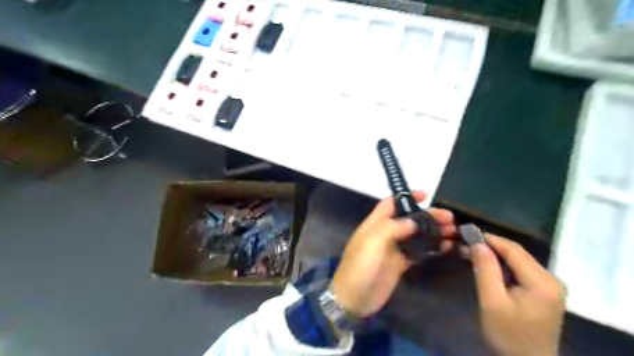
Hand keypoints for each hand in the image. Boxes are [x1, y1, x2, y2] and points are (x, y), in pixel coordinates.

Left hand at [332, 193, 455, 318]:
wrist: (354, 299)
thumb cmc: (360, 266)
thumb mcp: (372, 242)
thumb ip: (392, 227)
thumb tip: (414, 220)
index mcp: (375, 224)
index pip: (390, 203)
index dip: (406, 196)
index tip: (427, 195)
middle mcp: (385, 233)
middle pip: (408, 219)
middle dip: (427, 216)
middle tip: (449, 218)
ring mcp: (393, 249)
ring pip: (416, 235)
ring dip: (433, 231)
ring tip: (453, 230)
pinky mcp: (400, 264)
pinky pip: (418, 252)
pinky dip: (432, 248)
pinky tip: (446, 247)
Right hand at [470, 233, 564, 355]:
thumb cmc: (508, 335)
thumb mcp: (492, 302)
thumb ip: (486, 270)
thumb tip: (478, 243)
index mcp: (542, 282)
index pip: (513, 250)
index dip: (489, 239)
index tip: (467, 234)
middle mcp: (551, 279)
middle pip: (517, 254)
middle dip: (491, 247)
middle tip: (466, 245)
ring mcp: (550, 286)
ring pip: (518, 261)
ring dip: (495, 257)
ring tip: (472, 254)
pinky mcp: (545, 292)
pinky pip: (521, 271)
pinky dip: (503, 267)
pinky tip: (487, 268)